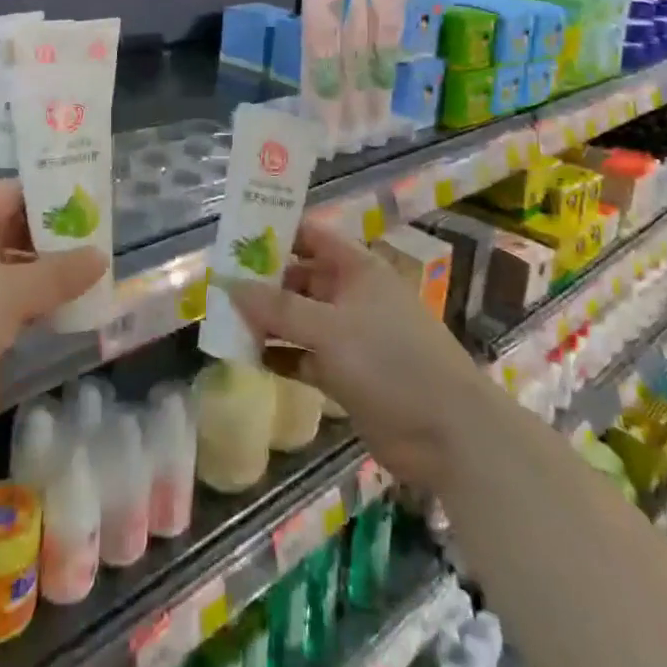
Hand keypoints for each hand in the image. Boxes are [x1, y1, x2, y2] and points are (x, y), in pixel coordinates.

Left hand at [0, 179, 104, 421]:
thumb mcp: (14, 295)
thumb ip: (60, 274)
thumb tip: (100, 256)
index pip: (15, 190)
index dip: (52, 200)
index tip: (87, 218)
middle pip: (6, 227)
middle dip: (47, 244)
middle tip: (86, 259)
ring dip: (30, 278)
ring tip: (70, 293)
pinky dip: (8, 304)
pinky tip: (35, 323)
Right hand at [226, 214, 490, 492]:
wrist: (449, 434)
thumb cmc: (391, 361)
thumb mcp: (329, 329)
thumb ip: (278, 308)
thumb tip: (228, 284)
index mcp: (355, 268)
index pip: (308, 235)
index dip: (274, 232)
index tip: (234, 237)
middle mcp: (350, 294)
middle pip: (298, 277)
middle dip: (262, 282)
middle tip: (218, 286)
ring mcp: (349, 335)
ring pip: (298, 318)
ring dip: (267, 321)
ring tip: (224, 322)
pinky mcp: (346, 373)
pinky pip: (304, 355)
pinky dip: (280, 354)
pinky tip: (249, 357)